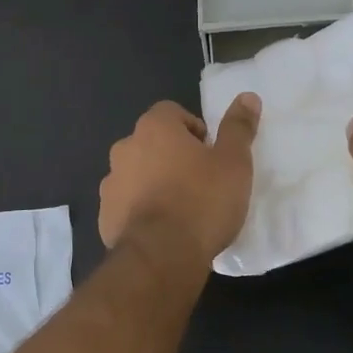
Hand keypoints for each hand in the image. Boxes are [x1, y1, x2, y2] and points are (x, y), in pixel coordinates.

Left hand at [99, 95, 260, 278]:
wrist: (161, 256)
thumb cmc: (202, 201)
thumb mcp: (233, 163)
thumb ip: (238, 128)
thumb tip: (247, 96)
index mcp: (153, 128)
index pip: (171, 112)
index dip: (193, 129)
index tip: (210, 154)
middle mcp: (125, 147)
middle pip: (152, 142)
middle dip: (172, 156)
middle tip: (199, 182)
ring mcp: (110, 182)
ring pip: (136, 173)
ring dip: (154, 183)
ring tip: (180, 210)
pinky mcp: (105, 215)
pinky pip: (126, 204)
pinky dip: (140, 211)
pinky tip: (161, 232)